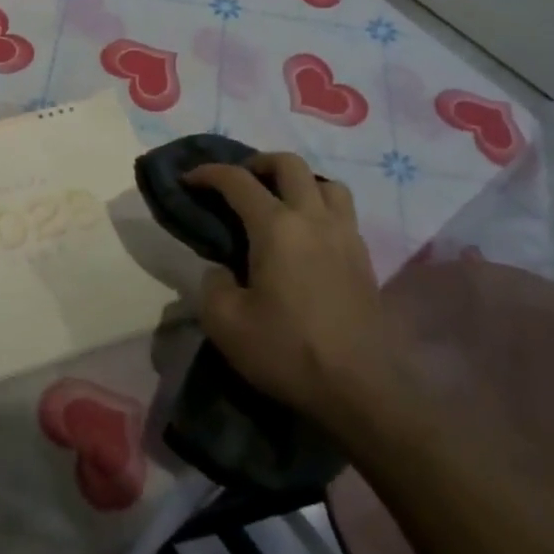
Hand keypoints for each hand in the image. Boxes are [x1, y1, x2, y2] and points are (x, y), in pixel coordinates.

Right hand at [187, 153, 401, 425]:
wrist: (361, 391)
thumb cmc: (288, 352)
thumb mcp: (226, 324)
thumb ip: (213, 284)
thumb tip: (223, 270)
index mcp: (276, 227)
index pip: (237, 181)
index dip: (209, 173)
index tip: (189, 179)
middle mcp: (313, 218)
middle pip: (289, 164)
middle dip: (258, 163)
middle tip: (239, 181)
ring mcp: (345, 235)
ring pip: (325, 182)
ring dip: (298, 181)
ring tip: (280, 202)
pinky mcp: (364, 258)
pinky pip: (342, 211)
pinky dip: (320, 206)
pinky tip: (308, 235)